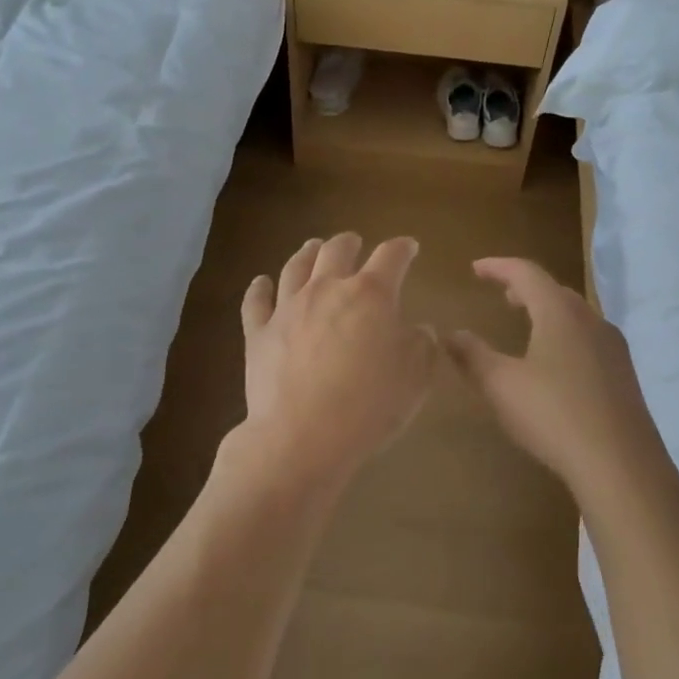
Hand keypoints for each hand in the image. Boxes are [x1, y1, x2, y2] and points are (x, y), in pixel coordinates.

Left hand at [239, 234, 436, 486]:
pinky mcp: (258, 332)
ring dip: (307, 253)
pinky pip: (256, 301)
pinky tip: (261, 282)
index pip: (391, 257)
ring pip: (296, 267)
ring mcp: (288, 308)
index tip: (410, 247)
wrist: (302, 436)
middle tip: (354, 242)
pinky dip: (259, 288)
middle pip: (337, 251)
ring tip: (313, 247)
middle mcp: (327, 289)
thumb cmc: (369, 406)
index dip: (403, 248)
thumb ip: (422, 345)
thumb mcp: (416, 378)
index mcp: (371, 295)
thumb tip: (419, 329)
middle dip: (350, 243)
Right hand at [447, 258, 674, 498]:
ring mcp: (613, 348)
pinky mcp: (624, 375)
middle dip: (526, 288)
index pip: (527, 273)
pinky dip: (564, 334)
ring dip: (547, 311)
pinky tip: (555, 362)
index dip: (498, 267)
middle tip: (503, 294)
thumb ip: (472, 355)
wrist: (620, 465)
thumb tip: (450, 333)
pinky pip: (588, 339)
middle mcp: (591, 320)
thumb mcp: (500, 385)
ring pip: (576, 315)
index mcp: (560, 313)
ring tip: (527, 323)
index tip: (475, 269)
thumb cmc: (553, 415)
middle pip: (555, 290)